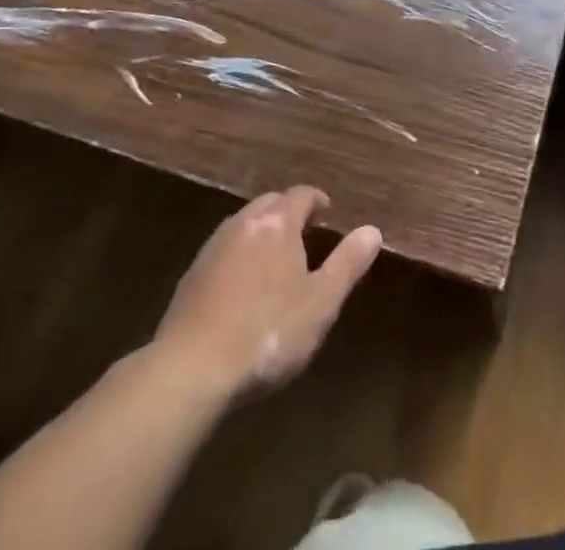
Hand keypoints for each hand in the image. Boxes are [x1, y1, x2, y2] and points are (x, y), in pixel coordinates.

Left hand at [153, 186, 380, 400]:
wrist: (191, 369)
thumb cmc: (267, 333)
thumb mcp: (320, 303)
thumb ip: (347, 264)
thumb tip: (373, 230)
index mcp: (277, 223)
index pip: (301, 195)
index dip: (316, 200)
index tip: (327, 212)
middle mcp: (244, 223)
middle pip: (270, 203)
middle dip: (288, 212)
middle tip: (304, 233)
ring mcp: (213, 247)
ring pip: (244, 225)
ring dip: (262, 232)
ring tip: (275, 259)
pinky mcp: (191, 275)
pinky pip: (224, 250)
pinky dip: (239, 255)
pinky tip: (242, 286)